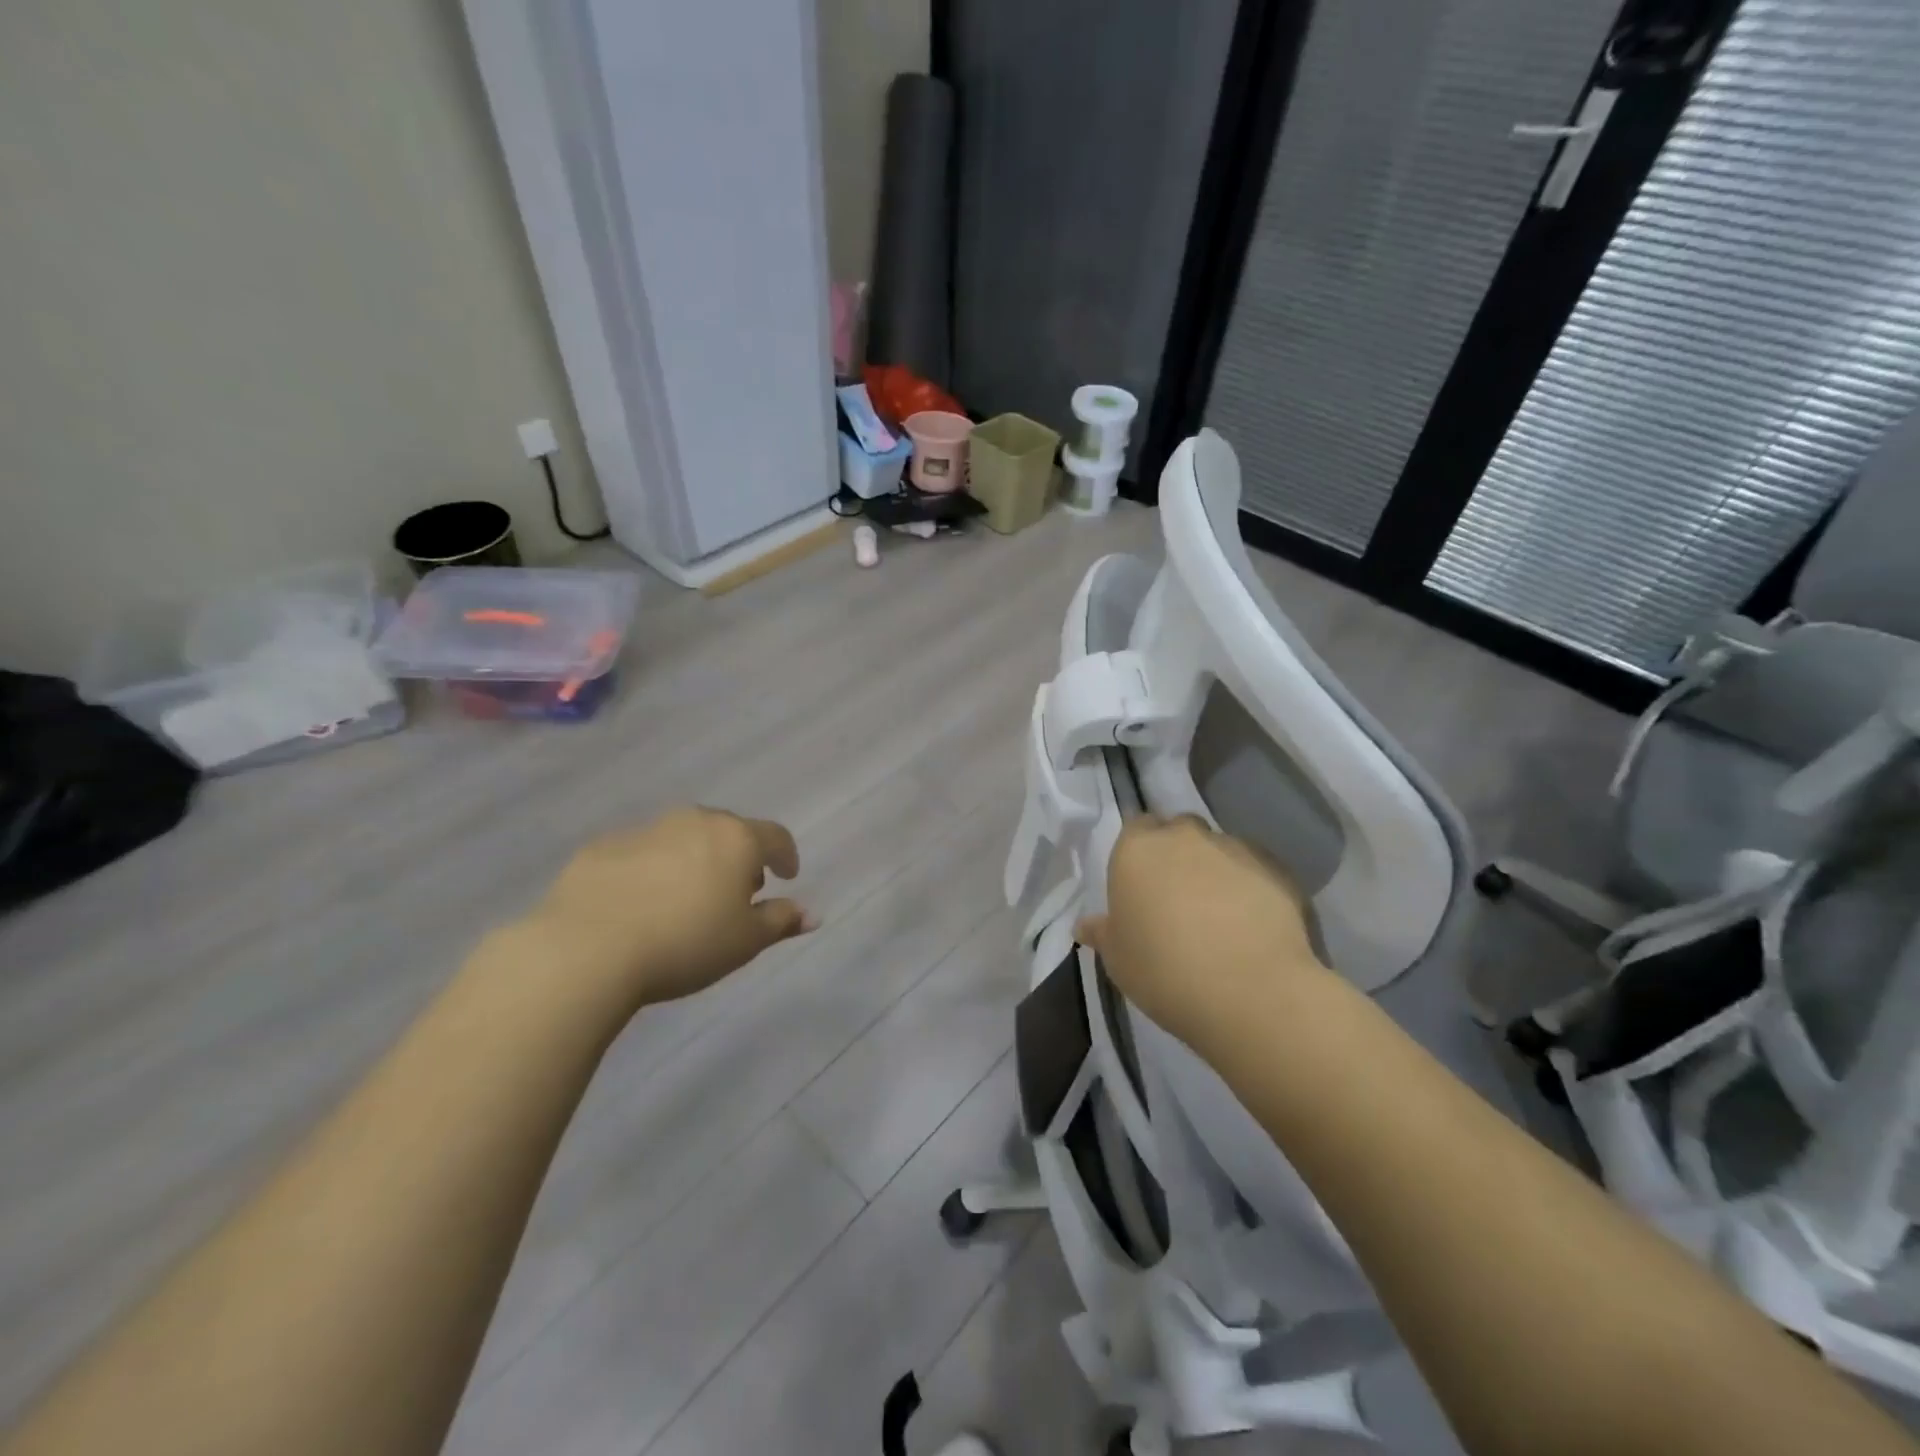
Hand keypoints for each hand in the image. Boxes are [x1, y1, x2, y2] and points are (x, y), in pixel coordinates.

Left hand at [512, 806, 814, 1011]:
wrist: (588, 949)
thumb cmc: (686, 944)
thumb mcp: (745, 942)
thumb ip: (781, 921)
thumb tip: (812, 914)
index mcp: (736, 839)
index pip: (775, 836)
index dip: (786, 856)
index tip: (786, 876)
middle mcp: (694, 822)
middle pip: (728, 831)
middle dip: (738, 857)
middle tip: (735, 891)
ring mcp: (644, 830)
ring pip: (682, 838)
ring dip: (693, 860)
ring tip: (685, 899)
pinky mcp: (602, 846)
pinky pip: (639, 853)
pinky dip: (650, 870)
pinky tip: (638, 904)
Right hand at [1076, 815, 1326, 1051]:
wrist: (1250, 991)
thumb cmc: (1164, 971)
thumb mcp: (1118, 959)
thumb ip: (1103, 933)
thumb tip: (1085, 926)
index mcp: (1137, 850)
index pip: (1135, 828)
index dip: (1139, 854)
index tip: (1142, 885)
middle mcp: (1184, 837)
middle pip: (1178, 831)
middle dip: (1177, 855)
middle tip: (1177, 898)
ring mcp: (1234, 849)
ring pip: (1219, 850)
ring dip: (1215, 871)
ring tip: (1220, 916)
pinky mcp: (1276, 869)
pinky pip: (1254, 871)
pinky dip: (1249, 888)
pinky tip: (1251, 925)